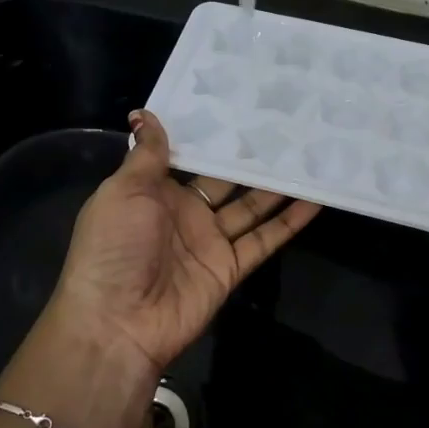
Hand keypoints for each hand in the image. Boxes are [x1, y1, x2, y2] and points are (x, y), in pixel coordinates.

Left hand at [47, 110, 320, 379]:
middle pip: (224, 180)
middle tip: (285, 125)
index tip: (239, 105)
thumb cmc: (113, 247)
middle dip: (250, 156)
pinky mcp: (230, 268)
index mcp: (153, 191)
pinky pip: (264, 240)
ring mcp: (209, 242)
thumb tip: (145, 113)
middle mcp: (184, 213)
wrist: (117, 322)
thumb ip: (147, 155)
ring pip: (251, 206)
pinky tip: (315, 199)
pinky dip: (290, 222)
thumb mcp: (123, 191)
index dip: (210, 135)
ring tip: (308, 154)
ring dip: (277, 184)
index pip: (186, 156)